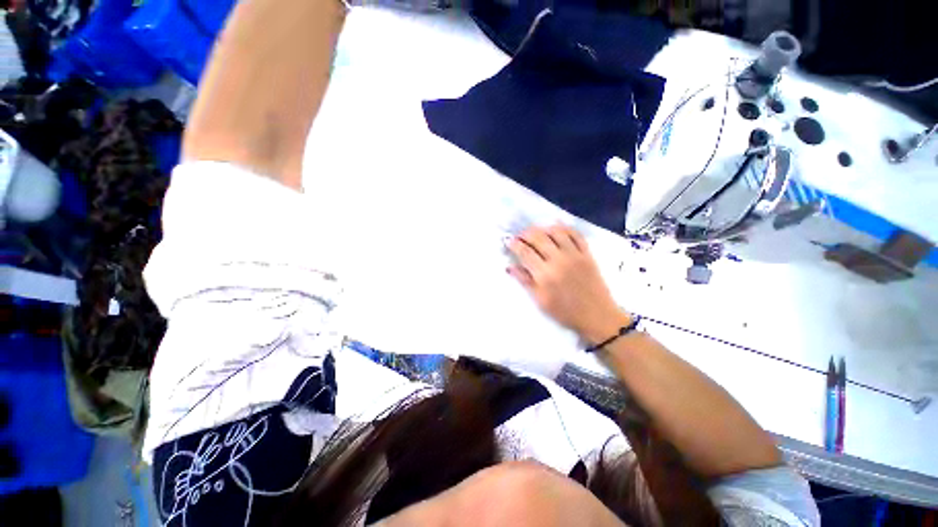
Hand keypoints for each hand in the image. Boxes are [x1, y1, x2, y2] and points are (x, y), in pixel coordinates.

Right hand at [507, 225, 630, 344]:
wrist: (597, 316)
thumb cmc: (565, 312)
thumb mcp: (541, 300)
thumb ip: (525, 281)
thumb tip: (510, 267)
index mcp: (545, 275)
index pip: (525, 253)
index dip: (515, 244)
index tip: (508, 241)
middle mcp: (559, 260)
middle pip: (539, 238)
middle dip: (526, 233)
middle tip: (520, 235)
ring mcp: (575, 255)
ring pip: (557, 232)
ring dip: (544, 228)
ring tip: (537, 231)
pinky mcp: (587, 254)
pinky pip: (576, 234)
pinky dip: (565, 228)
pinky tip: (557, 227)